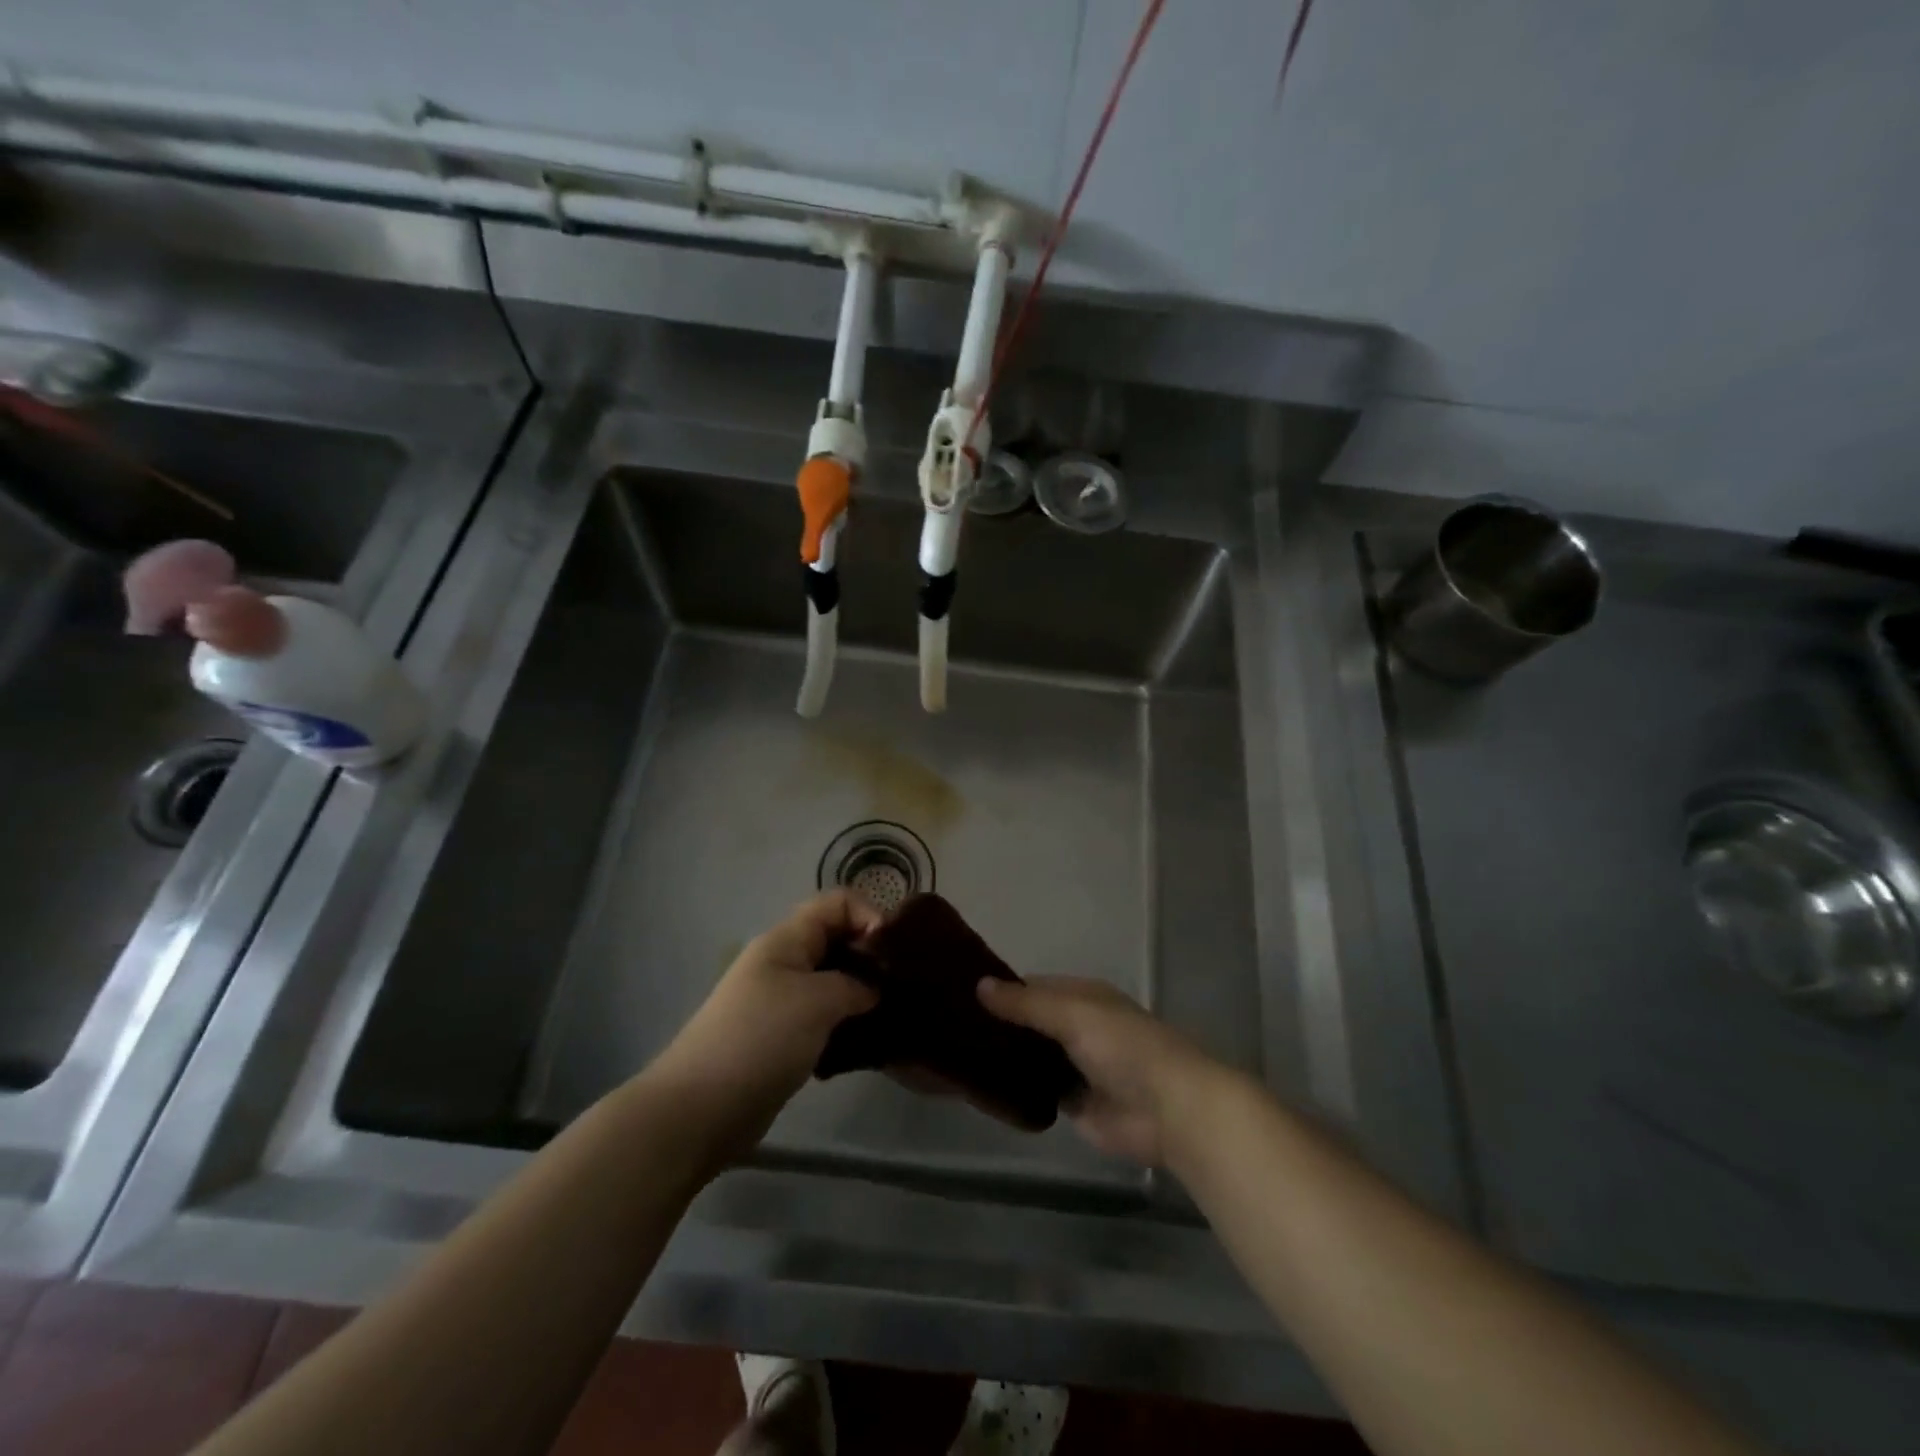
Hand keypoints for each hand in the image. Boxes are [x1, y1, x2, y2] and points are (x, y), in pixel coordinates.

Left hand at [646, 892, 879, 1155]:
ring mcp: (781, 1001)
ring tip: (891, 1013)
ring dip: (862, 992)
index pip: (837, 902)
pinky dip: (846, 1023)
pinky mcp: (782, 1037)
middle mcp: (784, 962)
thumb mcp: (817, 1001)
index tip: (895, 951)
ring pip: (833, 981)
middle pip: (837, 939)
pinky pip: (824, 1016)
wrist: (700, 1109)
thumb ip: (855, 984)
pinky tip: (867, 1042)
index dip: (870, 915)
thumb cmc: (760, 1039)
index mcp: (787, 940)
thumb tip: (874, 989)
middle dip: (871, 955)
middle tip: (902, 984)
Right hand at [976, 976, 1220, 1165]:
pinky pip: (1039, 1090)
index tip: (960, 995)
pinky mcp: (1076, 1103)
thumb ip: (1026, 1004)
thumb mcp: (1072, 1014)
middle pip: (1031, 1022)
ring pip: (1033, 1057)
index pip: (1033, 986)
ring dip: (1007, 1057)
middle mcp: (1079, 1026)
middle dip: (1000, 1025)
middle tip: (952, 1028)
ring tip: (958, 1056)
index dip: (1002, 989)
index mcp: (1083, 996)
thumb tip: (979, 985)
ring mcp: (1077, 1066)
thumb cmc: (1124, 1048)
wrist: (1170, 1110)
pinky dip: (1017, 1089)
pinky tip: (983, 1088)